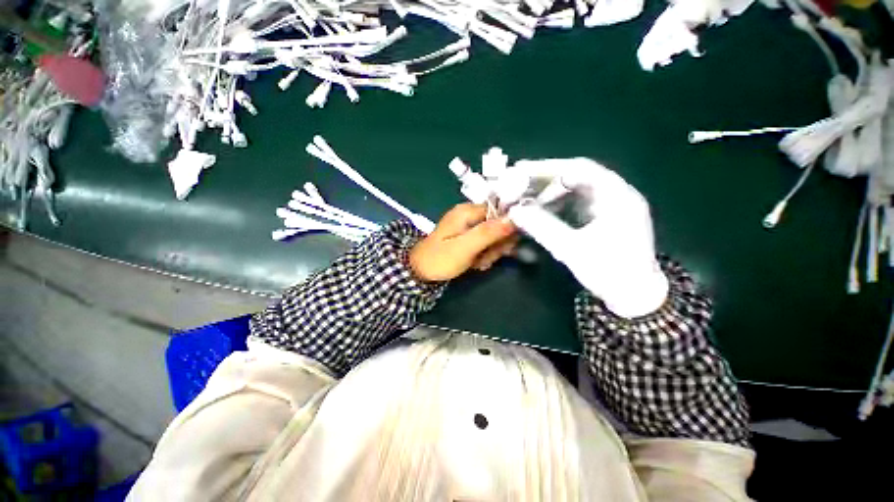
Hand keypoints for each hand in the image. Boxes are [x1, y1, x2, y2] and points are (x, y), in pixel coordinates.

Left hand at [409, 203, 517, 281]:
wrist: (420, 271)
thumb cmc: (440, 259)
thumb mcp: (465, 247)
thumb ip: (488, 233)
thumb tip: (514, 218)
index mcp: (468, 211)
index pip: (500, 212)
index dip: (506, 229)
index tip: (501, 247)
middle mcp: (470, 214)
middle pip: (499, 225)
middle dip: (496, 245)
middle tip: (485, 258)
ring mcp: (469, 226)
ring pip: (493, 237)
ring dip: (490, 252)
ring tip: (478, 262)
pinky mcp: (468, 237)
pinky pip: (485, 243)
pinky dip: (484, 254)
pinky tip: (475, 263)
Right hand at [506, 158, 667, 317]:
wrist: (634, 296)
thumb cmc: (609, 273)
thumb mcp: (572, 249)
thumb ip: (542, 227)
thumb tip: (515, 211)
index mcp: (617, 196)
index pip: (580, 169)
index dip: (547, 168)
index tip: (520, 171)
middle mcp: (614, 195)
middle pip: (575, 177)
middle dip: (543, 180)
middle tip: (516, 184)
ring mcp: (608, 206)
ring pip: (573, 190)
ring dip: (547, 193)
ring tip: (522, 197)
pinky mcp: (600, 217)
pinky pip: (574, 203)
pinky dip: (554, 204)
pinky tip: (538, 209)